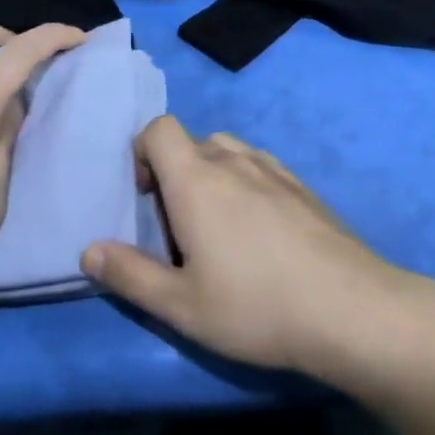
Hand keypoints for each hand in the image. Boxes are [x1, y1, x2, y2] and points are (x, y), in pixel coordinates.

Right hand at [79, 117, 434, 381]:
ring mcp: (275, 169)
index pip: (160, 128)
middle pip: (194, 141)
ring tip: (219, 231)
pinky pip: (261, 168)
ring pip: (231, 152)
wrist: (346, 306)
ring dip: (213, 176)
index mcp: (197, 179)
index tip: (145, 197)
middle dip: (176, 172)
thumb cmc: (254, 306)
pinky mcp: (303, 186)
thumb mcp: (180, 305)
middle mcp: (235, 160)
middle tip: (179, 228)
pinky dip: (247, 184)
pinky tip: (260, 234)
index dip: (143, 151)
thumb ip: (129, 275)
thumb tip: (89, 250)